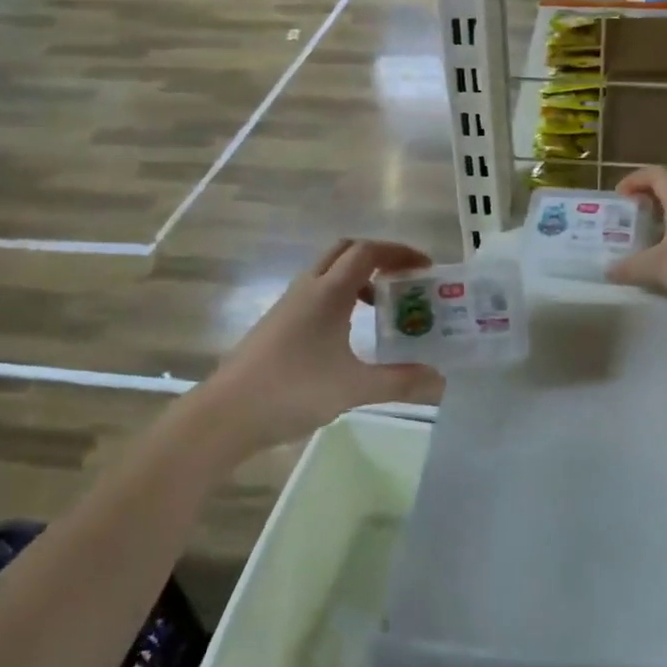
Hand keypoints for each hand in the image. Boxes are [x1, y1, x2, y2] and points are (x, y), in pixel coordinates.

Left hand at [200, 239, 444, 453]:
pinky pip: (315, 295)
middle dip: (378, 257)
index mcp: (328, 292)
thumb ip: (400, 382)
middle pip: (345, 252)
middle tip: (404, 280)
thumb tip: (441, 381)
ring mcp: (287, 306)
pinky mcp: (276, 326)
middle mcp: (307, 289)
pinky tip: (347, 335)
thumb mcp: (354, 388)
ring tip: (381, 307)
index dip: (399, 252)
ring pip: (327, 273)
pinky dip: (340, 299)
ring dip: (357, 278)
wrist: (225, 415)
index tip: (426, 267)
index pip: (367, 251)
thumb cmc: (292, 390)